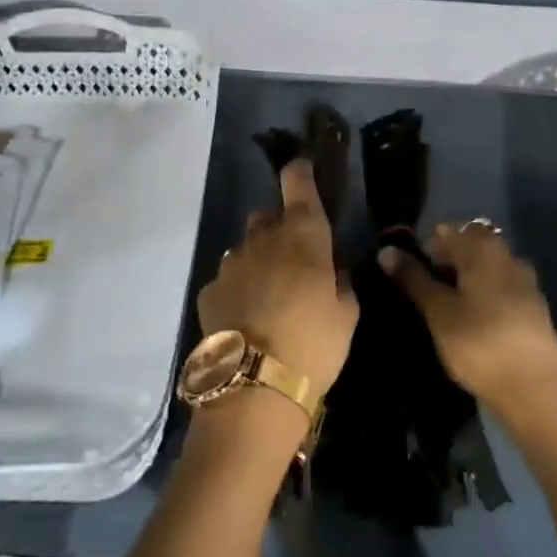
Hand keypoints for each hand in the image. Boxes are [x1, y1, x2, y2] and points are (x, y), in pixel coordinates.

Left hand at [197, 160, 358, 395]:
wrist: (253, 386)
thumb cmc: (314, 344)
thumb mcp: (347, 315)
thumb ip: (341, 283)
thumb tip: (333, 271)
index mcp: (303, 235)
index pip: (298, 183)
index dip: (299, 172)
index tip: (301, 170)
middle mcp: (263, 238)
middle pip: (267, 216)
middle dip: (279, 228)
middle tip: (294, 258)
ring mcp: (231, 262)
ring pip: (245, 247)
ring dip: (258, 260)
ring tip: (270, 296)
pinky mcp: (209, 290)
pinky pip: (228, 279)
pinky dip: (238, 290)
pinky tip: (247, 319)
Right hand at [381, 221, 556, 418]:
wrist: (537, 393)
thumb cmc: (479, 344)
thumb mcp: (438, 311)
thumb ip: (413, 278)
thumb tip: (386, 250)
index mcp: (484, 249)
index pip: (448, 229)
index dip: (425, 246)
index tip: (410, 272)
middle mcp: (508, 256)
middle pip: (471, 245)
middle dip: (447, 260)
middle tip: (427, 290)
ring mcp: (526, 283)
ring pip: (488, 267)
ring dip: (466, 278)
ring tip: (447, 307)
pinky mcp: (535, 309)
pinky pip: (502, 287)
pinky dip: (484, 295)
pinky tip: (473, 321)